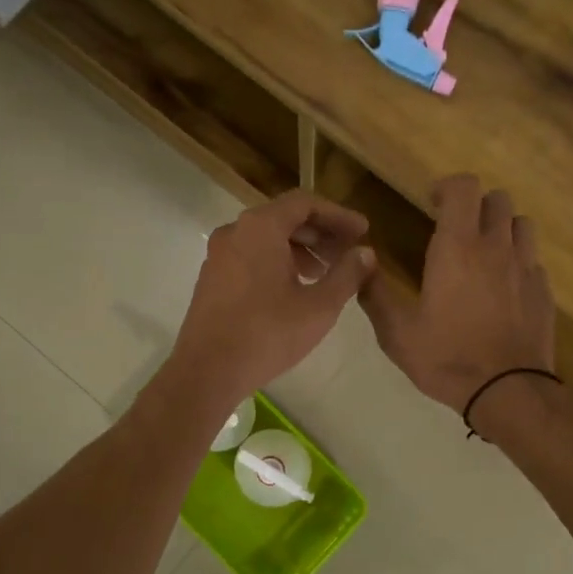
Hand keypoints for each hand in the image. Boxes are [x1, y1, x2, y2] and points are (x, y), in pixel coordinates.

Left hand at [164, 190, 377, 412]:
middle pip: (284, 218)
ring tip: (325, 275)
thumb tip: (365, 253)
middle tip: (349, 254)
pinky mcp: (211, 279)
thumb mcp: (319, 306)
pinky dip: (277, 263)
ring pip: (266, 239)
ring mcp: (219, 255)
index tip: (362, 232)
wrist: (207, 371)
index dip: (338, 215)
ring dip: (300, 250)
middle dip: (320, 234)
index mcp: (260, 227)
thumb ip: (347, 274)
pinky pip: (250, 257)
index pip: (305, 203)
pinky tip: (295, 290)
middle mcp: (235, 231)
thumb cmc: (267, 334)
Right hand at [360, 174, 556, 422]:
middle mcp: (496, 247)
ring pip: (521, 224)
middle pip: (497, 199)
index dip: (447, 186)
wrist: (508, 391)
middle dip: (475, 205)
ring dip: (501, 227)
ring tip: (484, 252)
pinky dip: (517, 260)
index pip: (464, 187)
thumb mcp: (396, 333)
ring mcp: (526, 268)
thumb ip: (374, 293)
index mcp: (458, 248)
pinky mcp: (544, 291)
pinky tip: (503, 287)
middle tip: (456, 228)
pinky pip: (533, 259)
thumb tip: (361, 263)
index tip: (431, 203)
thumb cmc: (447, 358)